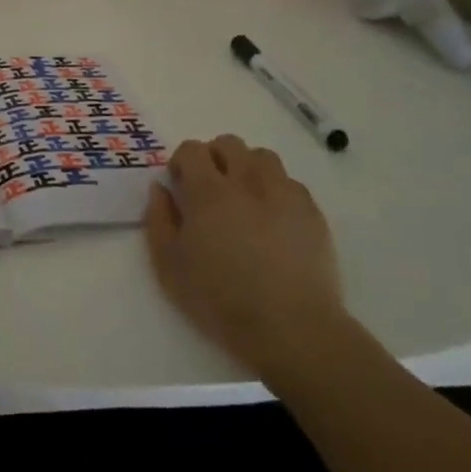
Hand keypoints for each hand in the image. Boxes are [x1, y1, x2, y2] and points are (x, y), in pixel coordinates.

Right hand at [144, 134, 344, 378]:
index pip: (192, 149)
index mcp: (208, 190)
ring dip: (247, 167)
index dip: (181, 161)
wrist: (292, 328)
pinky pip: (290, 183)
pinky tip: (273, 219)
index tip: (179, 185)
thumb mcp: (169, 267)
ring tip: (243, 198)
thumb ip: (159, 220)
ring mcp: (283, 192)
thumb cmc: (221, 300)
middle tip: (209, 189)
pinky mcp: (311, 211)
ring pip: (262, 157)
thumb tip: (161, 189)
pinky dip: (276, 190)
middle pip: (228, 144)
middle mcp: (246, 180)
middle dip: (214, 158)